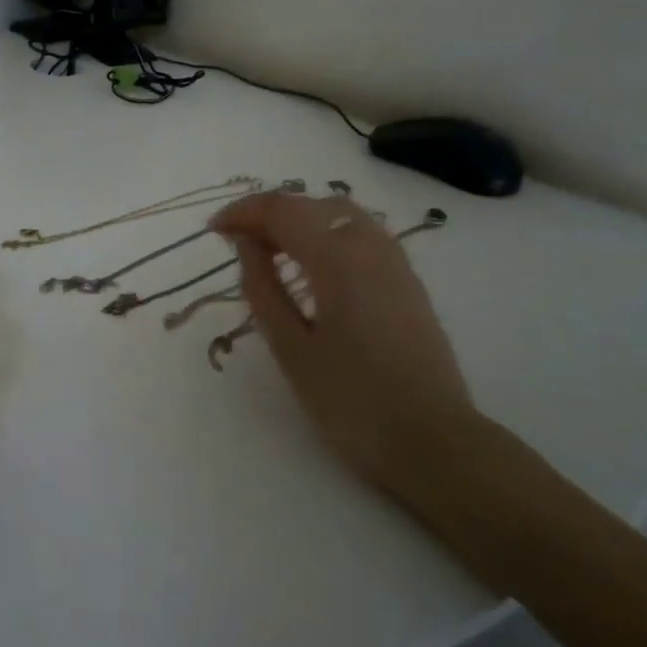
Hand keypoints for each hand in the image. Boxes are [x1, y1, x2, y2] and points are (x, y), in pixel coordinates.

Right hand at [211, 191, 480, 506]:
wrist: (432, 440)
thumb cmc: (352, 401)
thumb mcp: (291, 349)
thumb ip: (263, 288)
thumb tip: (246, 244)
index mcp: (338, 259)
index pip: (282, 210)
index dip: (242, 212)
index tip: (213, 231)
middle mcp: (370, 246)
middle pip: (311, 205)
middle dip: (269, 214)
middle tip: (237, 243)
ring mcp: (395, 261)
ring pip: (340, 214)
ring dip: (300, 219)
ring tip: (271, 249)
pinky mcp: (407, 280)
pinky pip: (361, 233)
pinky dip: (327, 232)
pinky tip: (313, 265)